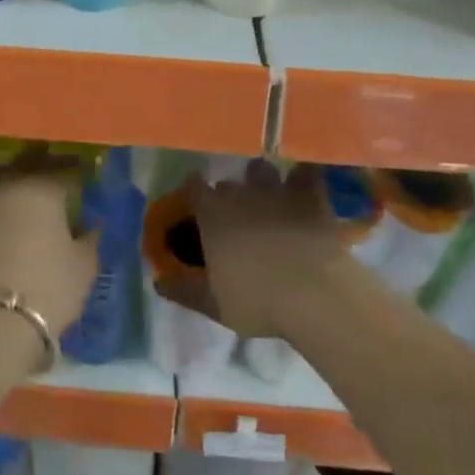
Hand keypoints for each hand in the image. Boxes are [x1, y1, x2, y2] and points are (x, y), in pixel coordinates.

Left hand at [0, 158, 97, 336]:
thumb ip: (90, 240)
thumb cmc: (48, 288)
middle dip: (43, 163)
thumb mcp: (84, 267)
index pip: (63, 167)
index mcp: (43, 187)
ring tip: (25, 186)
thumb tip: (90, 226)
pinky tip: (5, 210)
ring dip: (13, 174)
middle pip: (27, 162)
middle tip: (56, 172)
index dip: (75, 168)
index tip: (83, 171)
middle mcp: (10, 185)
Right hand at [160, 164, 353, 337]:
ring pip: (262, 170)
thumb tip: (158, 282)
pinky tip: (305, 186)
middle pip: (228, 181)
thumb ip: (183, 290)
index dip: (194, 192)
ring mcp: (277, 190)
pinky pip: (305, 172)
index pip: (193, 187)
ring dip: (262, 180)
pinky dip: (304, 177)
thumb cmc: (258, 301)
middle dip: (229, 193)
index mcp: (212, 214)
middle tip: (235, 213)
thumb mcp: (213, 304)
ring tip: (268, 195)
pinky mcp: (311, 195)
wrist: (316, 295)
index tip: (196, 203)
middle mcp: (241, 193)